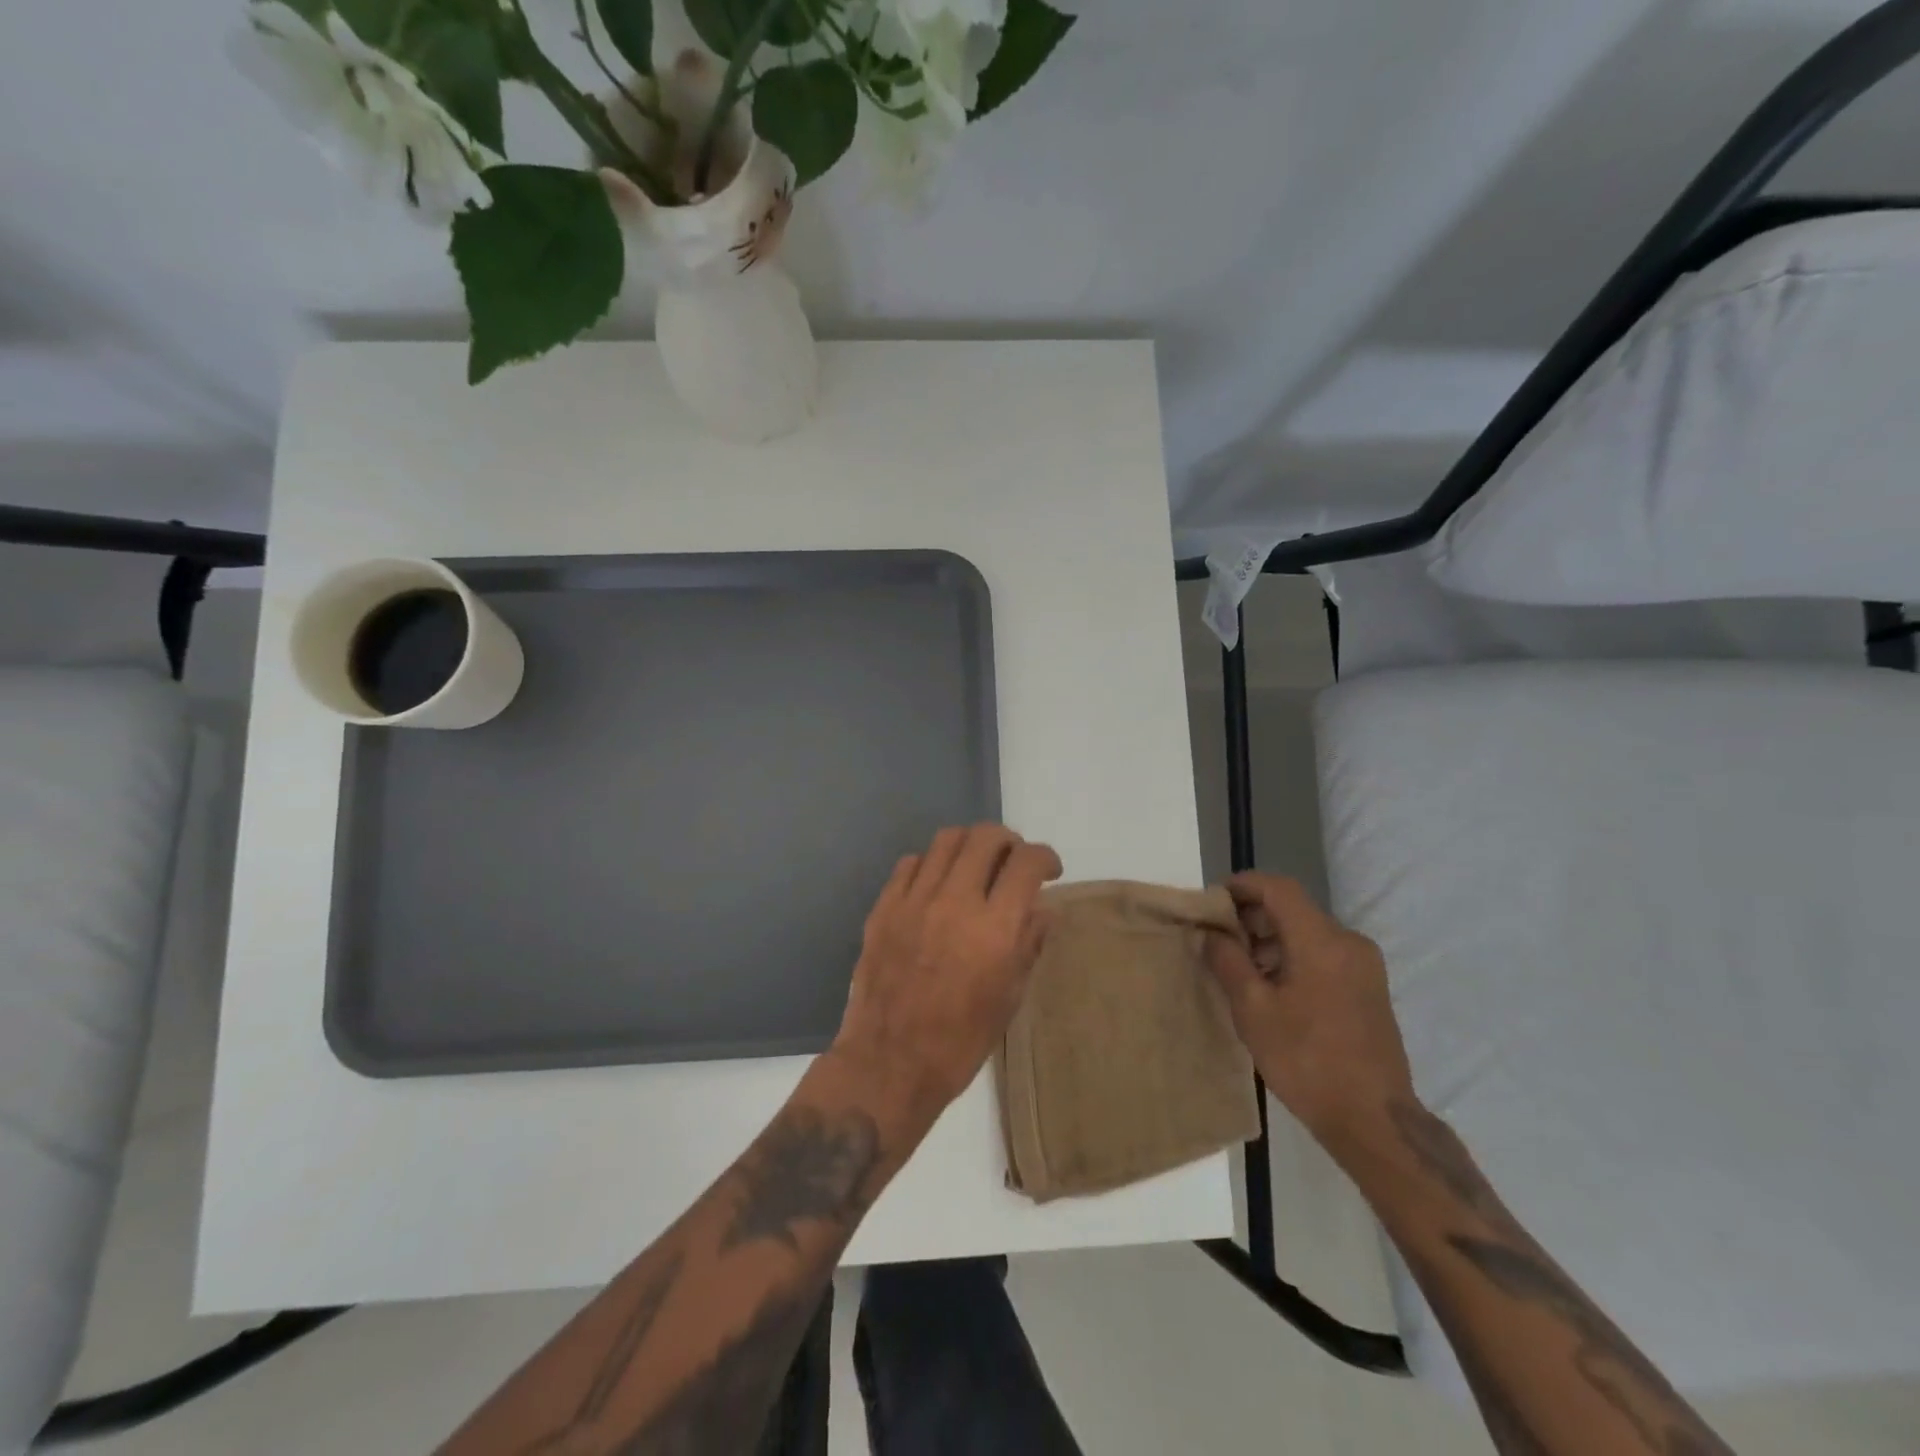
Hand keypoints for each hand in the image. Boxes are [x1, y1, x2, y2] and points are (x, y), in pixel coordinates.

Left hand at [830, 825, 1063, 1137]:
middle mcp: (955, 902)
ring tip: (976, 866)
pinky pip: (911, 863)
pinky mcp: (883, 907)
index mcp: (994, 929)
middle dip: (1009, 842)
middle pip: (986, 837)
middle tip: (1013, 863)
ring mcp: (914, 901)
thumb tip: (1042, 909)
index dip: (1045, 857)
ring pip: (947, 839)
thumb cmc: (960, 1042)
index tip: (1049, 870)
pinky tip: (938, 885)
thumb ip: (1029, 943)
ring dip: (970, 845)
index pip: (1027, 862)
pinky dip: (933, 864)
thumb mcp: (1009, 998)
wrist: (889, 1064)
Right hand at [1205, 873, 1415, 1153]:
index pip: (1278, 888)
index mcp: (1322, 941)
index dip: (1242, 885)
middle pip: (1293, 908)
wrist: (1374, 1121)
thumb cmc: (1307, 1061)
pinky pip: (1323, 953)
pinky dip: (1292, 955)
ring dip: (1271, 938)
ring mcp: (1364, 965)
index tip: (1212, 901)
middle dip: (1252, 915)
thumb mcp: (1253, 1010)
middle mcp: (1348, 942)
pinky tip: (1270, 986)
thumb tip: (1212, 933)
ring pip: (1308, 931)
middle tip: (1218, 938)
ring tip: (1239, 966)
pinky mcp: (1368, 987)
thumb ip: (1228, 961)